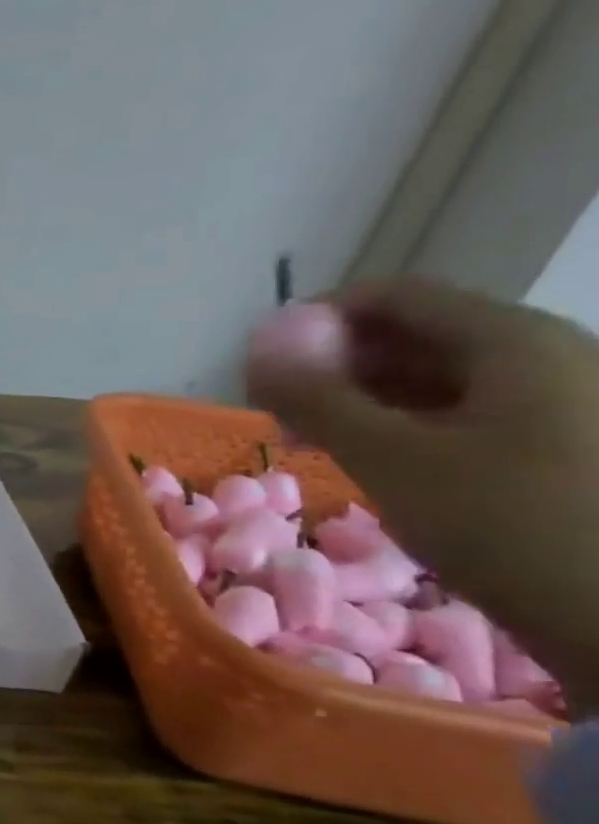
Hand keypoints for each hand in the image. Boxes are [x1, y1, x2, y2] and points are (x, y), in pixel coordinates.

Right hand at [246, 277, 598, 712]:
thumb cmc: (512, 526)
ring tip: (312, 443)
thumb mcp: (391, 459)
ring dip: (363, 401)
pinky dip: (406, 427)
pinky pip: (468, 414)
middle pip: (417, 335)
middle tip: (276, 414)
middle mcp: (548, 356)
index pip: (394, 296)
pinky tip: (375, 463)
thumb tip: (256, 348)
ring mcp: (565, 403)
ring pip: (439, 378)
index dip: (316, 319)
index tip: (261, 366)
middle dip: (334, 366)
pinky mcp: (566, 448)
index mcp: (513, 342)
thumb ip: (316, 397)